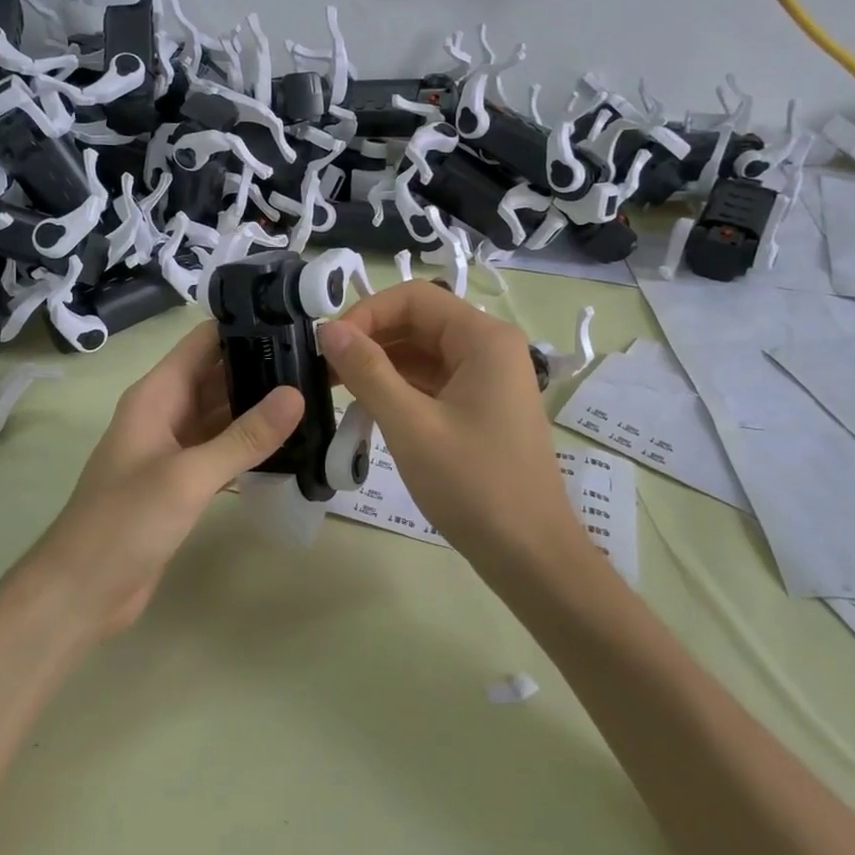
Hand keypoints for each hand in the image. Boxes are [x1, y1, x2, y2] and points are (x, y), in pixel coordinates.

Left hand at [21, 320, 304, 637]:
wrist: (82, 591)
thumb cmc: (125, 522)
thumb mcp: (188, 476)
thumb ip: (244, 437)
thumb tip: (296, 394)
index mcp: (157, 395)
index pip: (204, 342)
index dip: (246, 327)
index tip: (298, 322)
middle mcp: (166, 412)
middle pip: (219, 375)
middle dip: (264, 368)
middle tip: (321, 364)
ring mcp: (174, 447)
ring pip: (224, 414)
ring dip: (262, 407)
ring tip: (317, 396)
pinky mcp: (183, 480)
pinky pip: (223, 449)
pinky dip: (252, 445)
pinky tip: (292, 445)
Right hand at [319, 282, 582, 574]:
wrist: (530, 555)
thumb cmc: (473, 485)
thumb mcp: (411, 425)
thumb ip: (367, 370)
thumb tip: (328, 329)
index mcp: (484, 338)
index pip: (414, 298)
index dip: (367, 313)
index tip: (329, 345)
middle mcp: (490, 348)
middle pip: (419, 322)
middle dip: (370, 339)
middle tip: (324, 369)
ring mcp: (488, 379)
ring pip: (423, 353)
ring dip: (380, 365)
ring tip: (336, 388)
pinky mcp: (481, 407)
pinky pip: (433, 381)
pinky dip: (399, 388)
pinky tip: (367, 409)